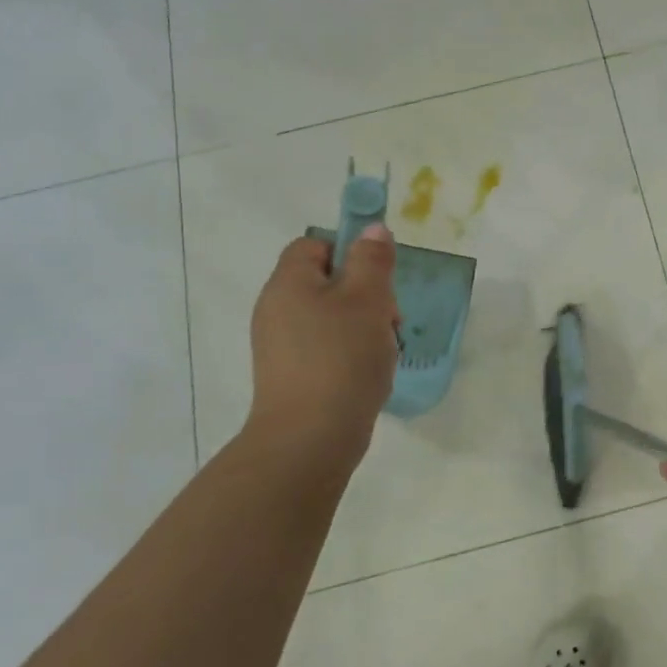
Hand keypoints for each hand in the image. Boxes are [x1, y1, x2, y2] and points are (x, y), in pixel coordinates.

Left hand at [246, 228, 398, 460]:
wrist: (311, 437)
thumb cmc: (342, 357)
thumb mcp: (368, 299)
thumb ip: (372, 260)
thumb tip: (372, 229)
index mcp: (288, 283)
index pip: (315, 245)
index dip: (350, 252)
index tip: (379, 278)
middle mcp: (276, 309)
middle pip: (326, 282)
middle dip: (366, 295)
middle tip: (389, 319)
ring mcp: (281, 345)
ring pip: (331, 318)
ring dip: (364, 327)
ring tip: (384, 351)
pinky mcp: (291, 375)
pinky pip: (326, 349)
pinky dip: (350, 354)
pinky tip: (369, 374)